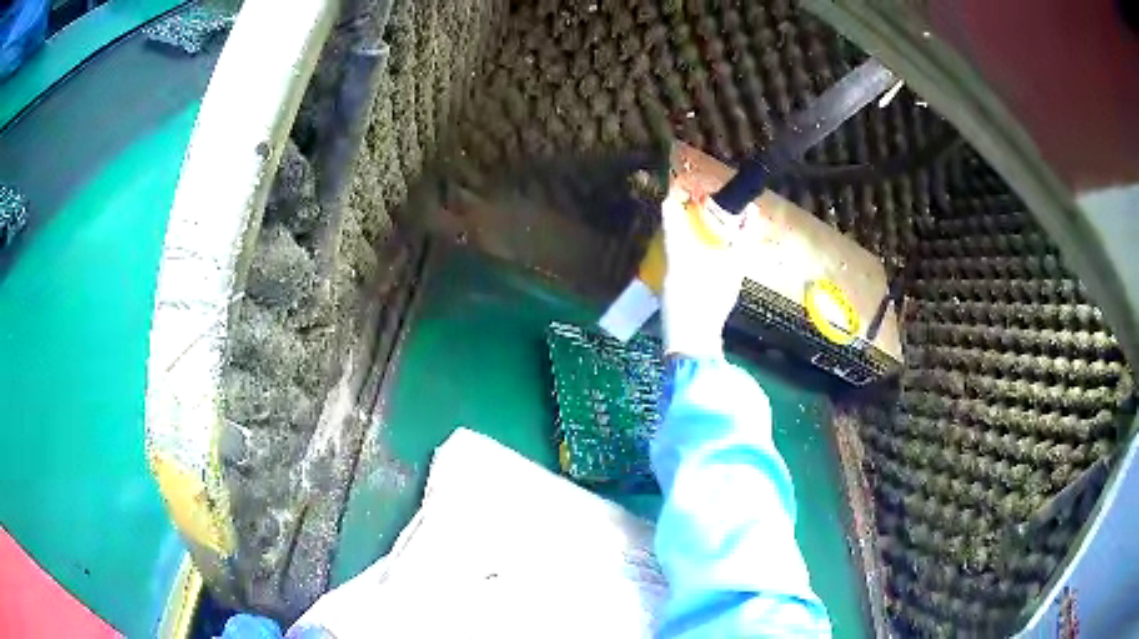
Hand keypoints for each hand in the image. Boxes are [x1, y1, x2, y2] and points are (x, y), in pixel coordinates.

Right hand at [659, 186, 752, 358]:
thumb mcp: (680, 265)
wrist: (690, 347)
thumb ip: (675, 234)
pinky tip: (691, 257)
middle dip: (729, 224)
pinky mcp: (714, 299)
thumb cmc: (691, 304)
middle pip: (739, 243)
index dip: (747, 214)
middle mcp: (735, 273)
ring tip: (699, 228)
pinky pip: (716, 269)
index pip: (749, 232)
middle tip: (712, 209)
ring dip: (717, 240)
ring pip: (728, 256)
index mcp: (736, 262)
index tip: (741, 199)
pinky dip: (708, 256)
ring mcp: (725, 287)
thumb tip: (669, 202)